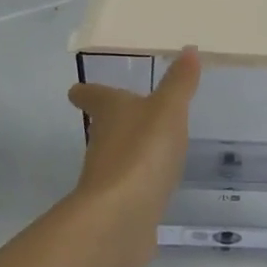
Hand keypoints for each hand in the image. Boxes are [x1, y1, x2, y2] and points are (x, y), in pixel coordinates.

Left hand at [67, 47, 200, 252]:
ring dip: (130, 151)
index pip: (93, 96)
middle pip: (103, 127)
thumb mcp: (169, 109)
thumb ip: (179, 83)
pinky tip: (156, 186)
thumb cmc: (142, 151)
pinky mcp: (118, 209)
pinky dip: (140, 184)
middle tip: (129, 113)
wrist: (121, 217)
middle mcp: (102, 143)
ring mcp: (107, 179)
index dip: (88, 91)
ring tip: (151, 147)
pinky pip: (130, 189)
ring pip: (116, 157)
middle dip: (114, 120)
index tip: (78, 90)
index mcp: (110, 113)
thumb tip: (188, 49)